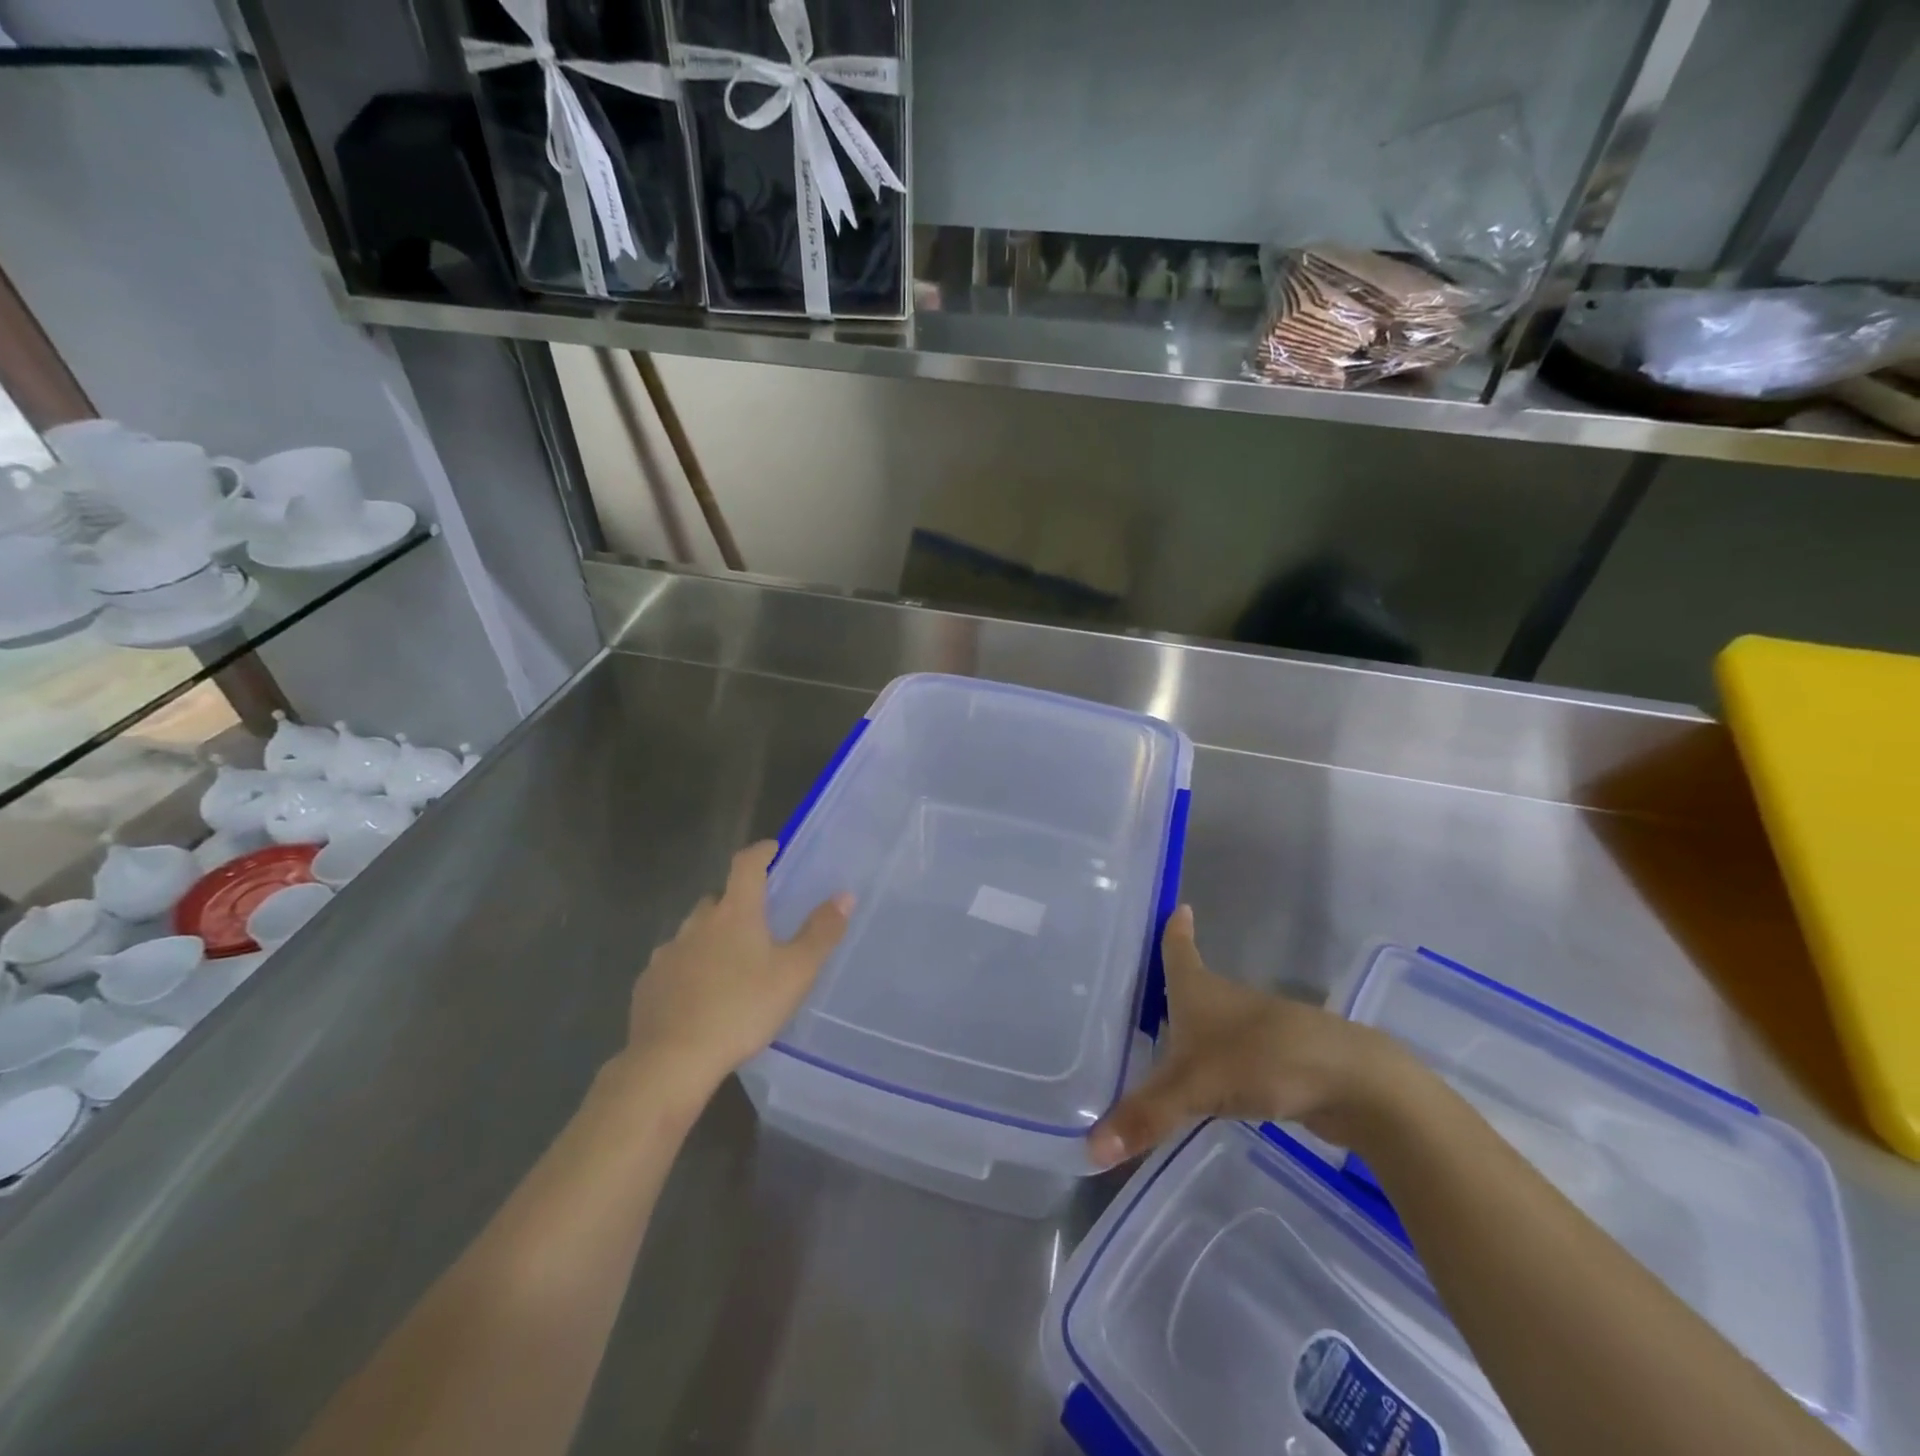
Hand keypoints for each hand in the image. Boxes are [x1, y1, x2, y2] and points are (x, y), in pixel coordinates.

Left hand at [620, 841, 851, 1104]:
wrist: (671, 1061)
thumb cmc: (742, 1009)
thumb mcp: (795, 973)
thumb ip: (821, 933)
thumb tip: (844, 895)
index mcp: (735, 913)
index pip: (746, 865)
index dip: (760, 852)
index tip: (772, 849)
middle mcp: (697, 924)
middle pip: (717, 899)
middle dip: (736, 902)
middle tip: (756, 920)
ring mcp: (667, 954)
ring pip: (693, 932)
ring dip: (710, 937)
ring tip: (729, 962)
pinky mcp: (648, 985)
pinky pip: (673, 964)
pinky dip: (688, 968)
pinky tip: (698, 993)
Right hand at [1088, 906, 1407, 1167]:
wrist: (1353, 1082)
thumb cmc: (1263, 1058)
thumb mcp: (1195, 1086)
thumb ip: (1146, 1116)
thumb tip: (1092, 1149)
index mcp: (1200, 991)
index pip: (1177, 950)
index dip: (1173, 931)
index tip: (1175, 906)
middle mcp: (1226, 1002)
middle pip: (1193, 986)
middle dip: (1171, 985)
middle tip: (1139, 986)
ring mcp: (1256, 1031)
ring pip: (1214, 1025)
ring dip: (1194, 1030)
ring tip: (1162, 1041)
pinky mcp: (1277, 1063)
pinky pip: (1232, 1060)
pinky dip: (1215, 1066)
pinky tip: (1204, 1086)